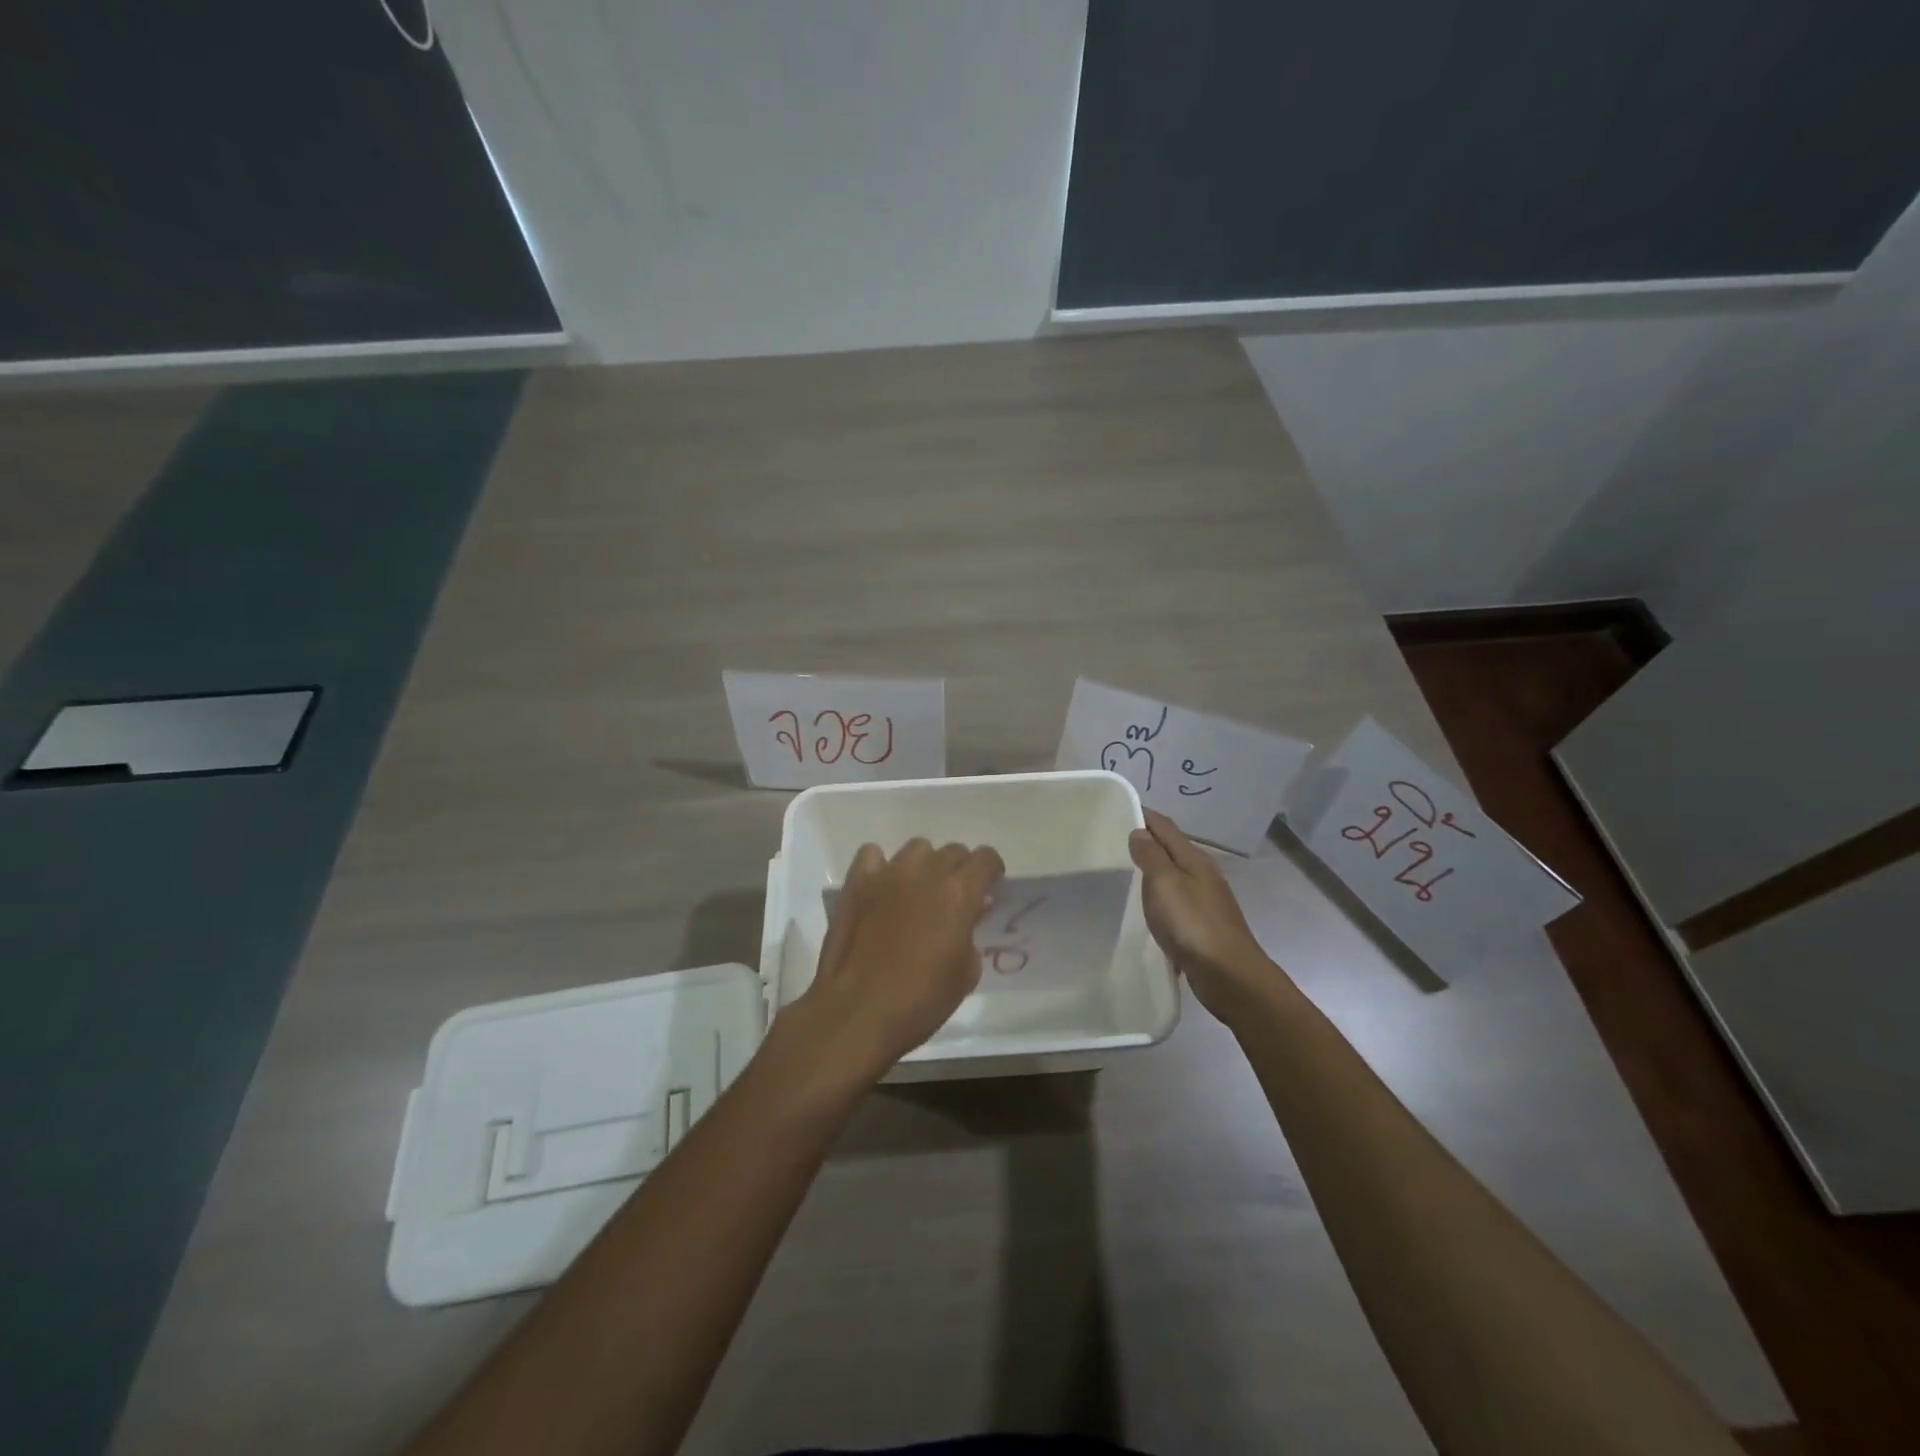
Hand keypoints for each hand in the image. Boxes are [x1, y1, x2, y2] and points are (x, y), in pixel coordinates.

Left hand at [790, 838, 1004, 1080]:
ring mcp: (888, 873)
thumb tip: (971, 912)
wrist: (858, 1012)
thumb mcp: (965, 974)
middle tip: (954, 900)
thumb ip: (972, 933)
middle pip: (952, 851)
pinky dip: (881, 867)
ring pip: (917, 849)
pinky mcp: (857, 882)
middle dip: (960, 870)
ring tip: (918, 893)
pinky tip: (882, 889)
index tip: (989, 889)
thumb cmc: (920, 1000)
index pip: (986, 858)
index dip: (991, 871)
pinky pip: (873, 855)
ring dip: (925, 866)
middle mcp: (926, 872)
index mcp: (959, 893)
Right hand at [1128, 810, 1276, 1020]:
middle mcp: (1204, 873)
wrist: (1229, 975)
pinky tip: (1150, 908)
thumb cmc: (1192, 924)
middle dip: (1148, 842)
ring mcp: (1207, 900)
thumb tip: (1140, 831)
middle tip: (1115, 842)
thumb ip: (1151, 855)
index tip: (1118, 812)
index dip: (1144, 816)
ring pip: (1176, 875)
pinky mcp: (1204, 925)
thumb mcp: (1164, 883)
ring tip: (1128, 873)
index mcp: (1194, 858)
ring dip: (1155, 871)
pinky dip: (1162, 897)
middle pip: (1172, 849)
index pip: (1165, 826)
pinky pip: (1178, 901)